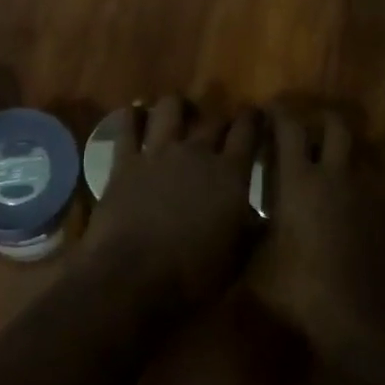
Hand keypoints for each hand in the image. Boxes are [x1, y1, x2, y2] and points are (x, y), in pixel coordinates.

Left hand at [81, 96, 259, 314]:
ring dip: (177, 107)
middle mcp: (196, 152)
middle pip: (213, 119)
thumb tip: (260, 220)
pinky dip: (132, 118)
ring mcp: (158, 152)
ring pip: (170, 108)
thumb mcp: (235, 259)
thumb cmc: (192, 276)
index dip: (253, 119)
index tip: (255, 116)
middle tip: (220, 129)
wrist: (132, 277)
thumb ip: (250, 231)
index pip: (248, 131)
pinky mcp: (125, 161)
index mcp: (230, 173)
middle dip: (220, 120)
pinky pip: (127, 127)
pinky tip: (135, 116)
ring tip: (178, 114)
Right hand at [248, 107, 384, 352]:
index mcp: (300, 179)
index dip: (278, 113)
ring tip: (330, 167)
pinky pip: (372, 185)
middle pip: (336, 126)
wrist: (357, 317)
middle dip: (321, 119)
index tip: (269, 110)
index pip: (289, 128)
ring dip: (344, 153)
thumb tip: (242, 216)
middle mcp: (336, 175)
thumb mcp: (257, 261)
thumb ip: (250, 230)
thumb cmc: (298, 286)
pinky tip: (349, 205)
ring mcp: (366, 193)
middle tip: (307, 128)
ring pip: (359, 154)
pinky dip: (358, 185)